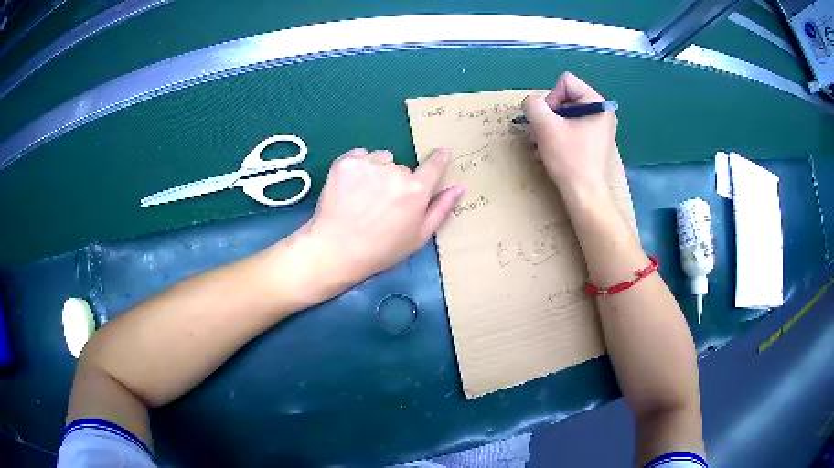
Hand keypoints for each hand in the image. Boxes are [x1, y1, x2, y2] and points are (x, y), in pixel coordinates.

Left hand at [302, 148, 462, 292]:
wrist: (336, 250)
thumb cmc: (381, 250)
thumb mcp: (418, 237)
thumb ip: (441, 209)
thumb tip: (459, 187)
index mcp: (417, 190)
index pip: (434, 165)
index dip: (439, 158)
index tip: (441, 152)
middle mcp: (396, 171)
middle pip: (402, 167)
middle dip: (397, 180)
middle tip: (382, 204)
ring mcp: (369, 164)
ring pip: (381, 158)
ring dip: (377, 170)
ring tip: (363, 195)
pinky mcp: (346, 162)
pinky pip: (359, 156)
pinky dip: (358, 167)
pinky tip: (350, 187)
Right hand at [522, 72, 616, 197]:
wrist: (585, 196)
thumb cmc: (570, 160)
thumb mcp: (546, 127)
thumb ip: (533, 105)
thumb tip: (531, 103)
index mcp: (598, 104)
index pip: (565, 83)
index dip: (551, 98)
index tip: (549, 121)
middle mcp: (602, 112)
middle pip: (565, 97)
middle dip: (549, 114)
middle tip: (541, 134)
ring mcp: (598, 128)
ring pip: (565, 114)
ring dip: (549, 126)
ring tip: (541, 143)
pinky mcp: (593, 141)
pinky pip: (571, 127)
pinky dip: (557, 135)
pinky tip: (549, 150)